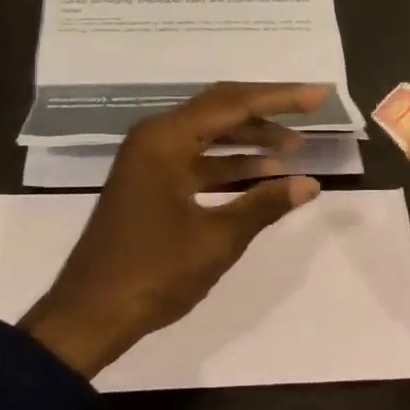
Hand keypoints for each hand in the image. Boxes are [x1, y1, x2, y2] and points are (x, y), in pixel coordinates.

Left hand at [20, 82, 327, 378]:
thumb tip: (310, 184)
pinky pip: (197, 161)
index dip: (280, 98)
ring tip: (294, 148)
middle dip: (267, 113)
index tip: (319, 95)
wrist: (91, 314)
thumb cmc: (154, 272)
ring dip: (250, 141)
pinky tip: (262, 176)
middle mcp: (154, 139)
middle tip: (310, 111)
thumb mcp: (217, 239)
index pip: (233, 104)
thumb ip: (265, 205)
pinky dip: (229, 166)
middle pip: (220, 110)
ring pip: (209, 136)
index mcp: (165, 140)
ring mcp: (149, 162)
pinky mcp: (150, 184)